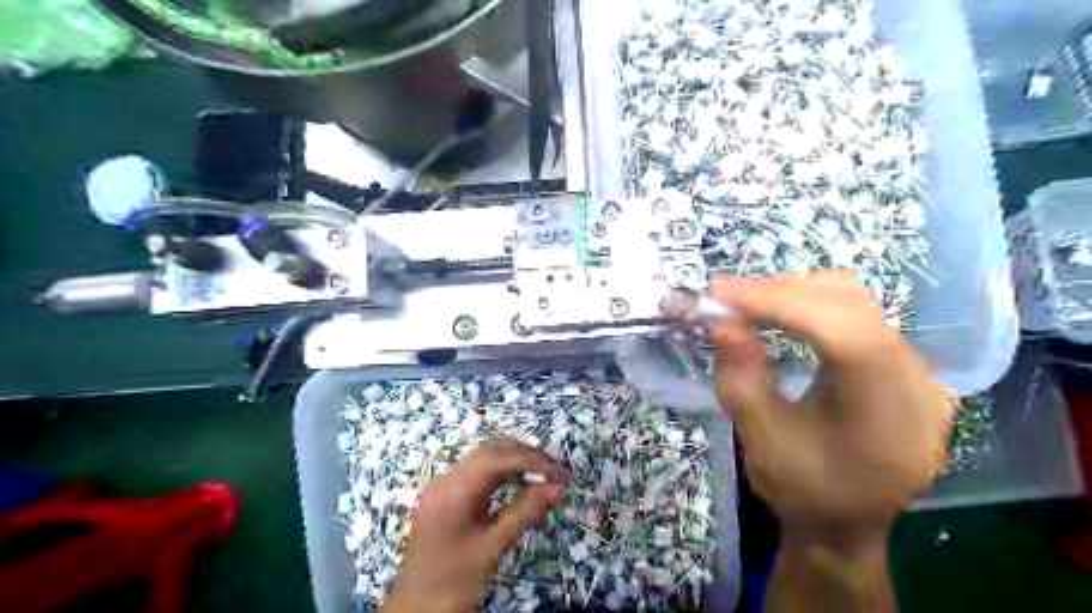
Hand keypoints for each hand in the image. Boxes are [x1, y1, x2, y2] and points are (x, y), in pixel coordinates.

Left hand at [381, 442, 567, 612]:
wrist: (413, 611)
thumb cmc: (452, 583)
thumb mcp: (491, 548)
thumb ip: (524, 513)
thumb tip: (557, 488)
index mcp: (453, 489)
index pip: (498, 458)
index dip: (532, 460)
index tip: (560, 473)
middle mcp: (445, 480)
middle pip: (490, 452)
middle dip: (525, 457)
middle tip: (555, 472)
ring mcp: (443, 487)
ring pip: (483, 461)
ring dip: (514, 463)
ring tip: (543, 476)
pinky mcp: (445, 498)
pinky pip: (476, 475)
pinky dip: (501, 475)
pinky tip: (520, 484)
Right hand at [710, 271, 946, 548]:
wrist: (844, 525)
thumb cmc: (802, 492)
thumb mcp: (760, 442)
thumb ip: (739, 380)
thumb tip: (722, 321)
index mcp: (888, 415)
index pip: (841, 332)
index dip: (779, 304)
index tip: (721, 294)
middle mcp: (918, 383)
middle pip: (851, 307)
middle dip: (780, 293)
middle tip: (725, 297)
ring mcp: (918, 372)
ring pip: (856, 303)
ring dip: (794, 294)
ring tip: (748, 304)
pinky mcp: (903, 367)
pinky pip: (857, 317)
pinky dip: (810, 306)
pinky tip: (780, 315)